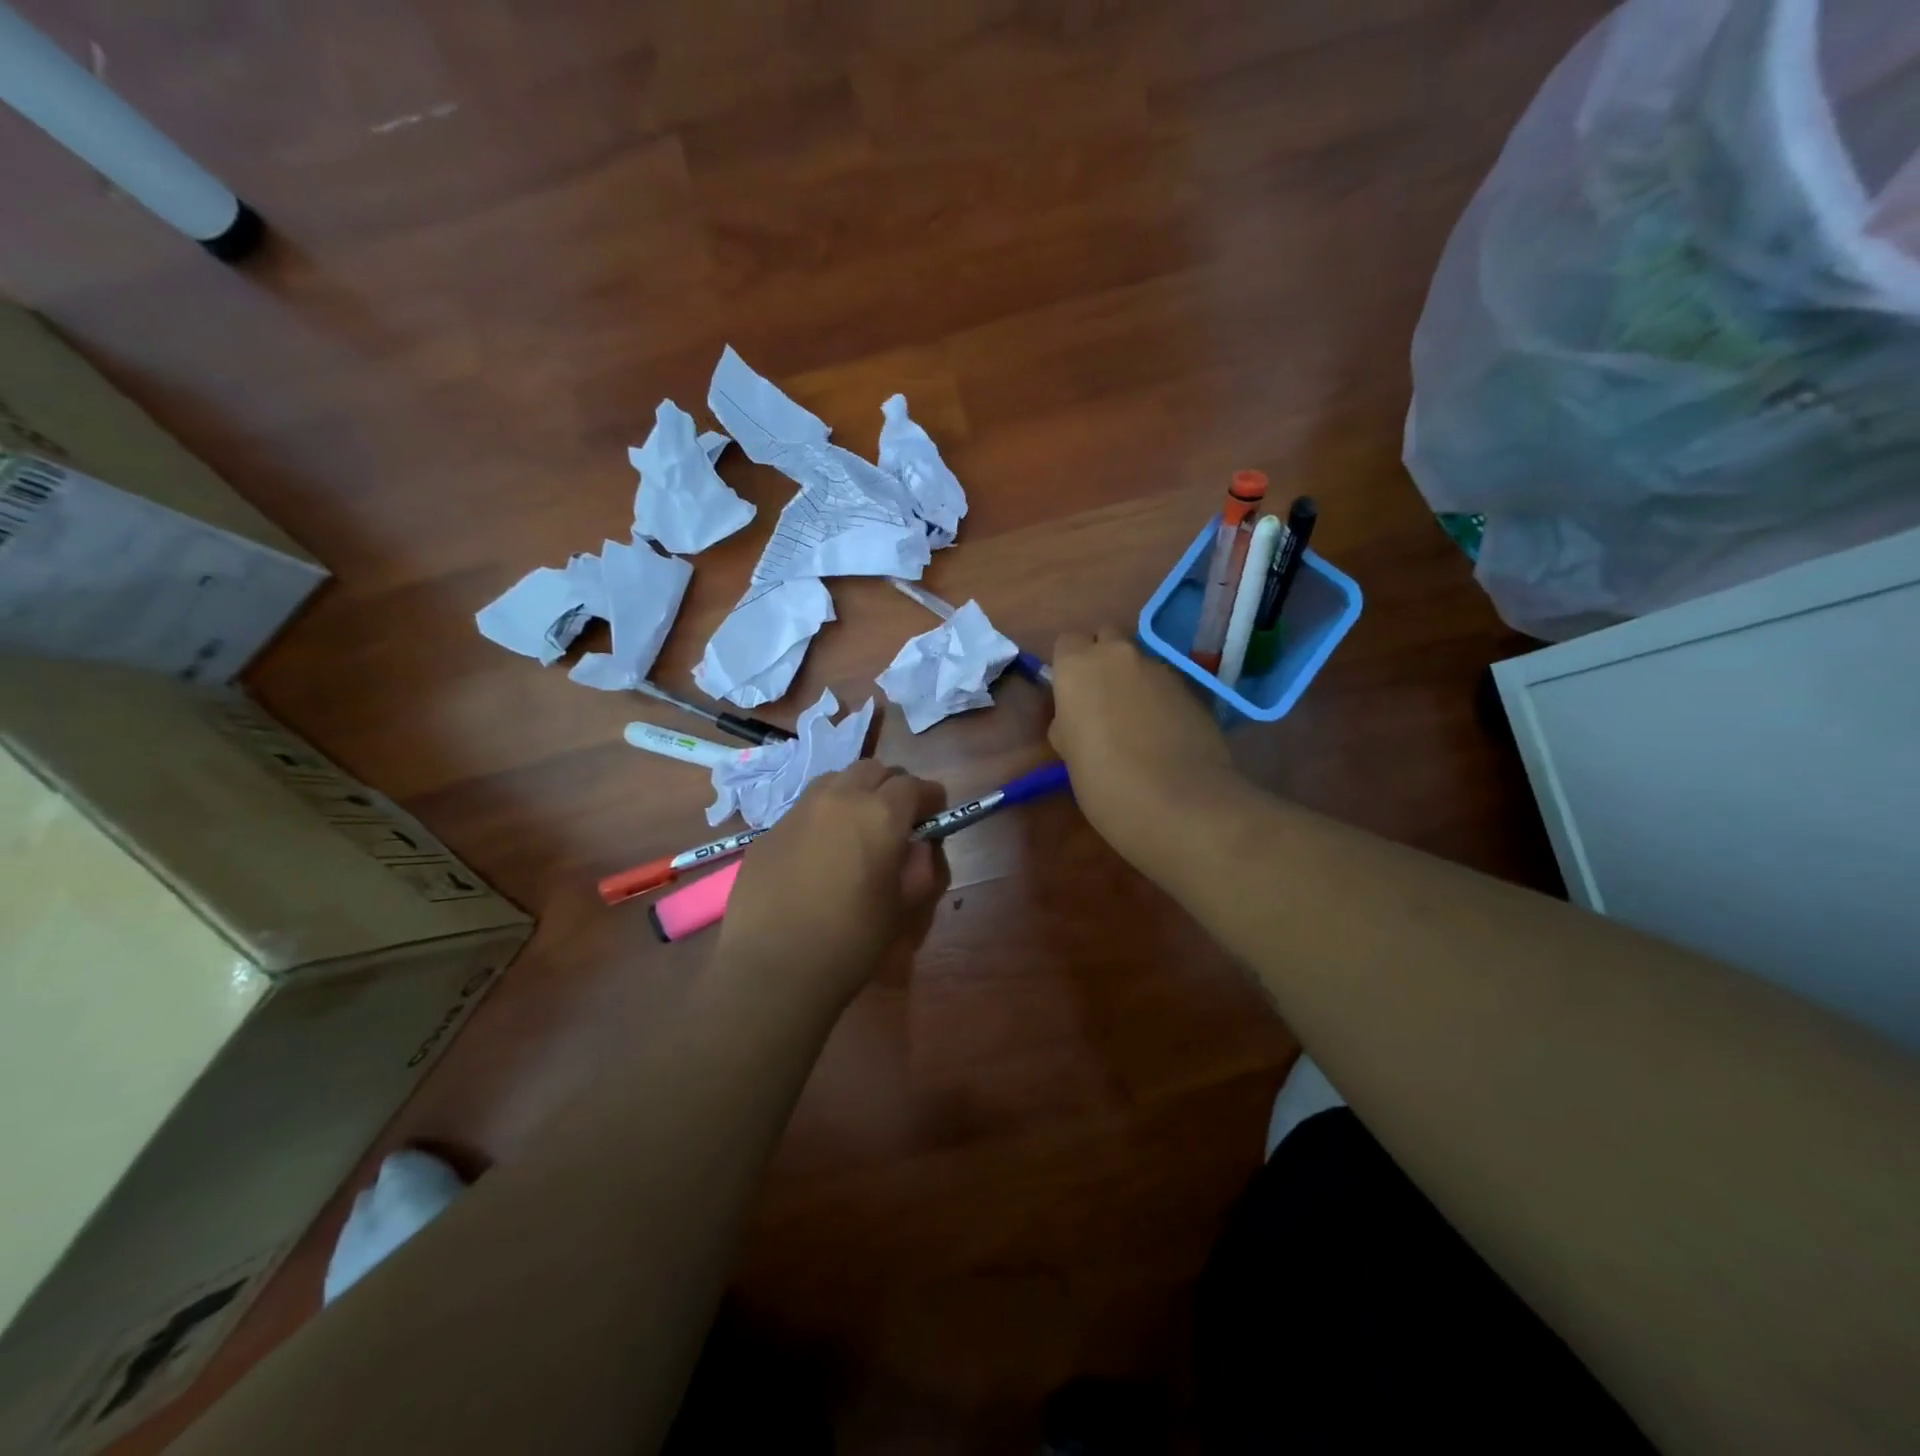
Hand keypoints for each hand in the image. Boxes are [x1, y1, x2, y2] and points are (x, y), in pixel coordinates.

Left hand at [717, 761, 948, 1008]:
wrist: (772, 969)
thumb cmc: (851, 941)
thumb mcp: (903, 908)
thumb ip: (920, 867)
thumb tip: (919, 846)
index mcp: (881, 814)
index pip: (916, 785)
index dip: (931, 799)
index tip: (934, 818)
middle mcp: (840, 798)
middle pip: (874, 770)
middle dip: (892, 787)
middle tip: (897, 820)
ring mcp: (799, 810)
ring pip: (836, 780)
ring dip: (855, 792)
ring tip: (856, 827)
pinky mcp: (769, 830)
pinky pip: (805, 808)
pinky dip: (823, 816)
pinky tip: (819, 852)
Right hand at [1048, 627, 1237, 867]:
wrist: (1179, 802)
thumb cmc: (1104, 781)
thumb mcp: (1068, 753)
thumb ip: (1068, 721)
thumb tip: (1076, 717)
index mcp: (1077, 667)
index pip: (1067, 643)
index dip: (1068, 666)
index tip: (1070, 695)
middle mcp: (1118, 655)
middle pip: (1106, 638)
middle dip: (1102, 660)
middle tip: (1101, 700)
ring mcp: (1160, 668)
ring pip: (1139, 662)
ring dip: (1133, 680)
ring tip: (1137, 722)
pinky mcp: (1193, 688)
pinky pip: (1166, 684)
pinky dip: (1160, 699)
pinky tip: (1164, 733)